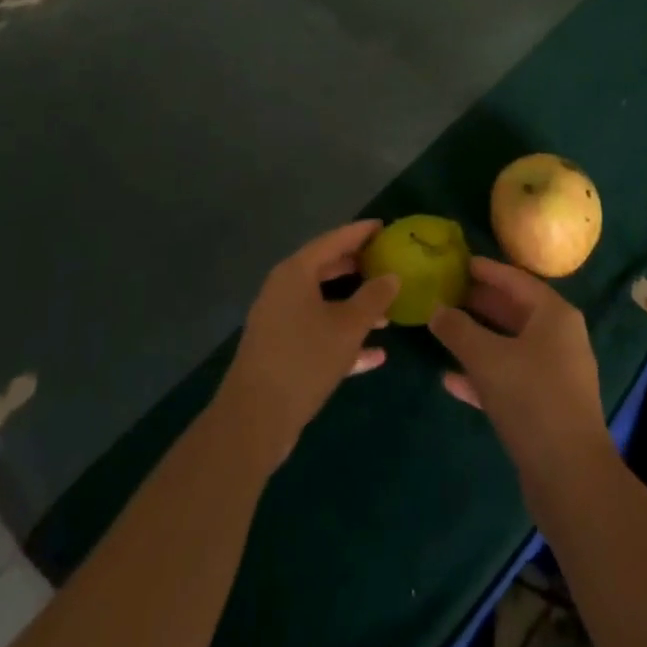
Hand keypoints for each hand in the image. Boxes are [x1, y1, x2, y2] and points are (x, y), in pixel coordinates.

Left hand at [213, 220, 398, 469]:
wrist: (254, 420)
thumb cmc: (304, 359)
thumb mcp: (347, 327)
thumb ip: (373, 298)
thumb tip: (392, 276)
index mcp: (295, 273)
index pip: (333, 240)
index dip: (360, 232)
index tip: (384, 226)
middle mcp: (284, 290)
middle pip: (326, 269)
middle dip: (357, 268)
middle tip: (386, 263)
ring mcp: (280, 321)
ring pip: (323, 303)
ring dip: (354, 307)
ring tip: (387, 312)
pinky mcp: (281, 351)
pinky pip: (317, 333)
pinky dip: (342, 337)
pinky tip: (375, 355)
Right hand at [430, 258, 612, 489]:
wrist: (570, 478)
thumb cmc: (531, 399)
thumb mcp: (487, 358)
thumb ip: (458, 330)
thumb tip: (436, 310)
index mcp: (554, 315)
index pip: (516, 280)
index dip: (487, 270)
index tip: (460, 263)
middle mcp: (560, 338)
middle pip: (515, 311)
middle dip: (481, 304)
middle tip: (447, 293)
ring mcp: (556, 374)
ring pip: (511, 346)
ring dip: (479, 340)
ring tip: (445, 330)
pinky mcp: (547, 407)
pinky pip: (511, 378)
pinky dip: (484, 375)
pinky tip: (451, 380)